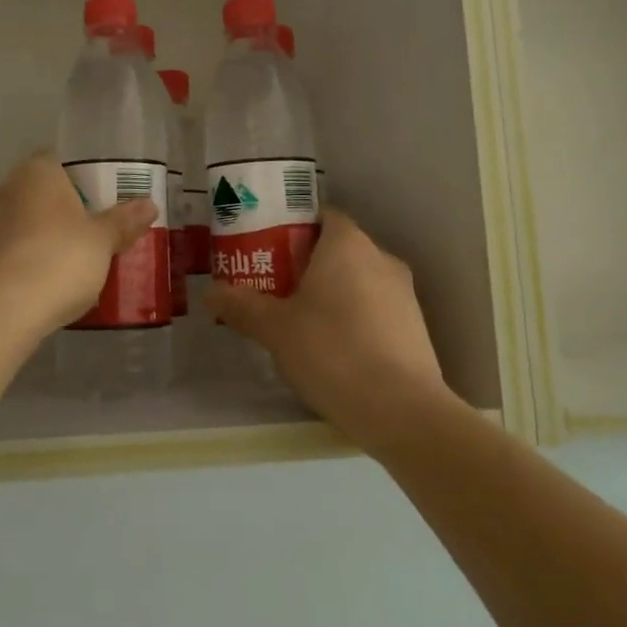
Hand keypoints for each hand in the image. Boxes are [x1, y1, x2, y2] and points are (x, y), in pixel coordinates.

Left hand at [0, 152, 157, 340]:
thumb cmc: (58, 260)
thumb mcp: (102, 241)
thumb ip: (123, 221)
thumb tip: (149, 205)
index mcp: (35, 173)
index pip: (58, 162)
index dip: (81, 179)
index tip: (101, 202)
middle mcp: (3, 190)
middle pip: (39, 194)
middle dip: (62, 212)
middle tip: (92, 235)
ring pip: (22, 224)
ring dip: (42, 239)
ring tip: (72, 266)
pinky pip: (8, 253)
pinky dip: (25, 263)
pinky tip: (45, 286)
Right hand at [207, 209, 449, 449]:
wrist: (401, 411)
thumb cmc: (331, 351)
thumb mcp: (275, 329)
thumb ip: (241, 306)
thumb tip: (209, 293)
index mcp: (347, 244)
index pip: (322, 216)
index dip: (294, 229)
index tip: (269, 250)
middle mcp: (381, 258)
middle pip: (339, 249)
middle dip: (308, 264)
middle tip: (276, 288)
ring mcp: (404, 294)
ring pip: (359, 280)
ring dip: (333, 293)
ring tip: (300, 322)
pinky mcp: (416, 328)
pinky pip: (376, 309)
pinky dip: (355, 318)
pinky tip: (334, 350)